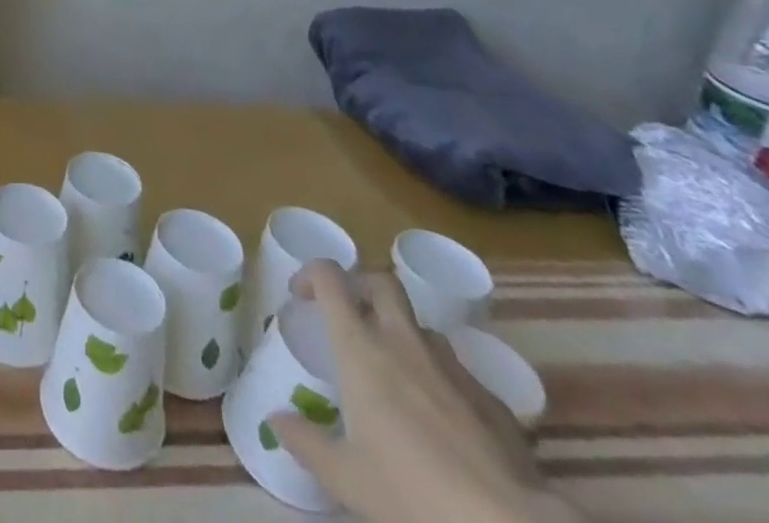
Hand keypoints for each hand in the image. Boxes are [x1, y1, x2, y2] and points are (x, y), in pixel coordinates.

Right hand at [268, 261, 580, 522]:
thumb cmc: (413, 493)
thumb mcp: (347, 478)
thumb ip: (306, 443)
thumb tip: (276, 420)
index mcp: (360, 347)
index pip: (330, 279)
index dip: (311, 274)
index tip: (300, 294)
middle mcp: (403, 341)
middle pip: (381, 283)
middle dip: (361, 287)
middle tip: (349, 315)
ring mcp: (452, 367)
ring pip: (420, 326)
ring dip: (401, 335)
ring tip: (395, 373)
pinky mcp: (492, 400)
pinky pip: (456, 371)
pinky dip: (439, 379)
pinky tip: (441, 421)